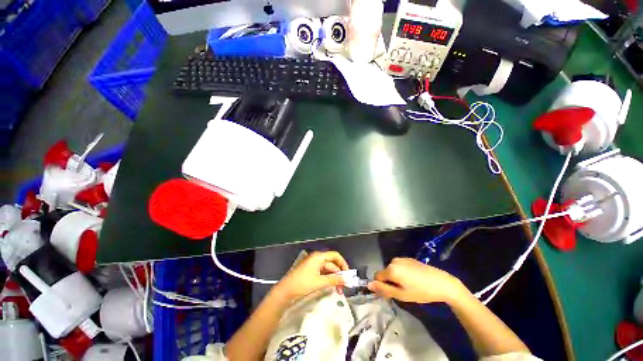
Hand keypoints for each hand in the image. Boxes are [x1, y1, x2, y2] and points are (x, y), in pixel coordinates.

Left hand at [273, 251, 348, 300]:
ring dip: (334, 279)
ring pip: (327, 270)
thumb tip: (346, 280)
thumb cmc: (302, 284)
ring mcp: (313, 265)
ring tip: (338, 290)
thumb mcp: (319, 282)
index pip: (335, 256)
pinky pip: (322, 273)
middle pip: (332, 264)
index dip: (343, 263)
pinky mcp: (311, 271)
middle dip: (339, 275)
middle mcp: (317, 258)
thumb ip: (333, 280)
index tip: (348, 274)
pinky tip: (331, 287)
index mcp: (318, 257)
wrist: (285, 291)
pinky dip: (328, 279)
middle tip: (344, 287)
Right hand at [368, 258, 467, 303]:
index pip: (377, 276)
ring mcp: (402, 258)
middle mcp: (394, 260)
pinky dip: (403, 273)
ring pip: (392, 269)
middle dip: (390, 281)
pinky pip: (400, 266)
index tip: (393, 293)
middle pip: (385, 272)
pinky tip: (415, 279)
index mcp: (391, 269)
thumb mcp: (401, 294)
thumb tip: (368, 285)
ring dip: (397, 277)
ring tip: (410, 285)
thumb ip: (383, 289)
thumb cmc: (421, 291)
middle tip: (403, 291)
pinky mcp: (409, 259)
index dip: (382, 286)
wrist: (442, 283)